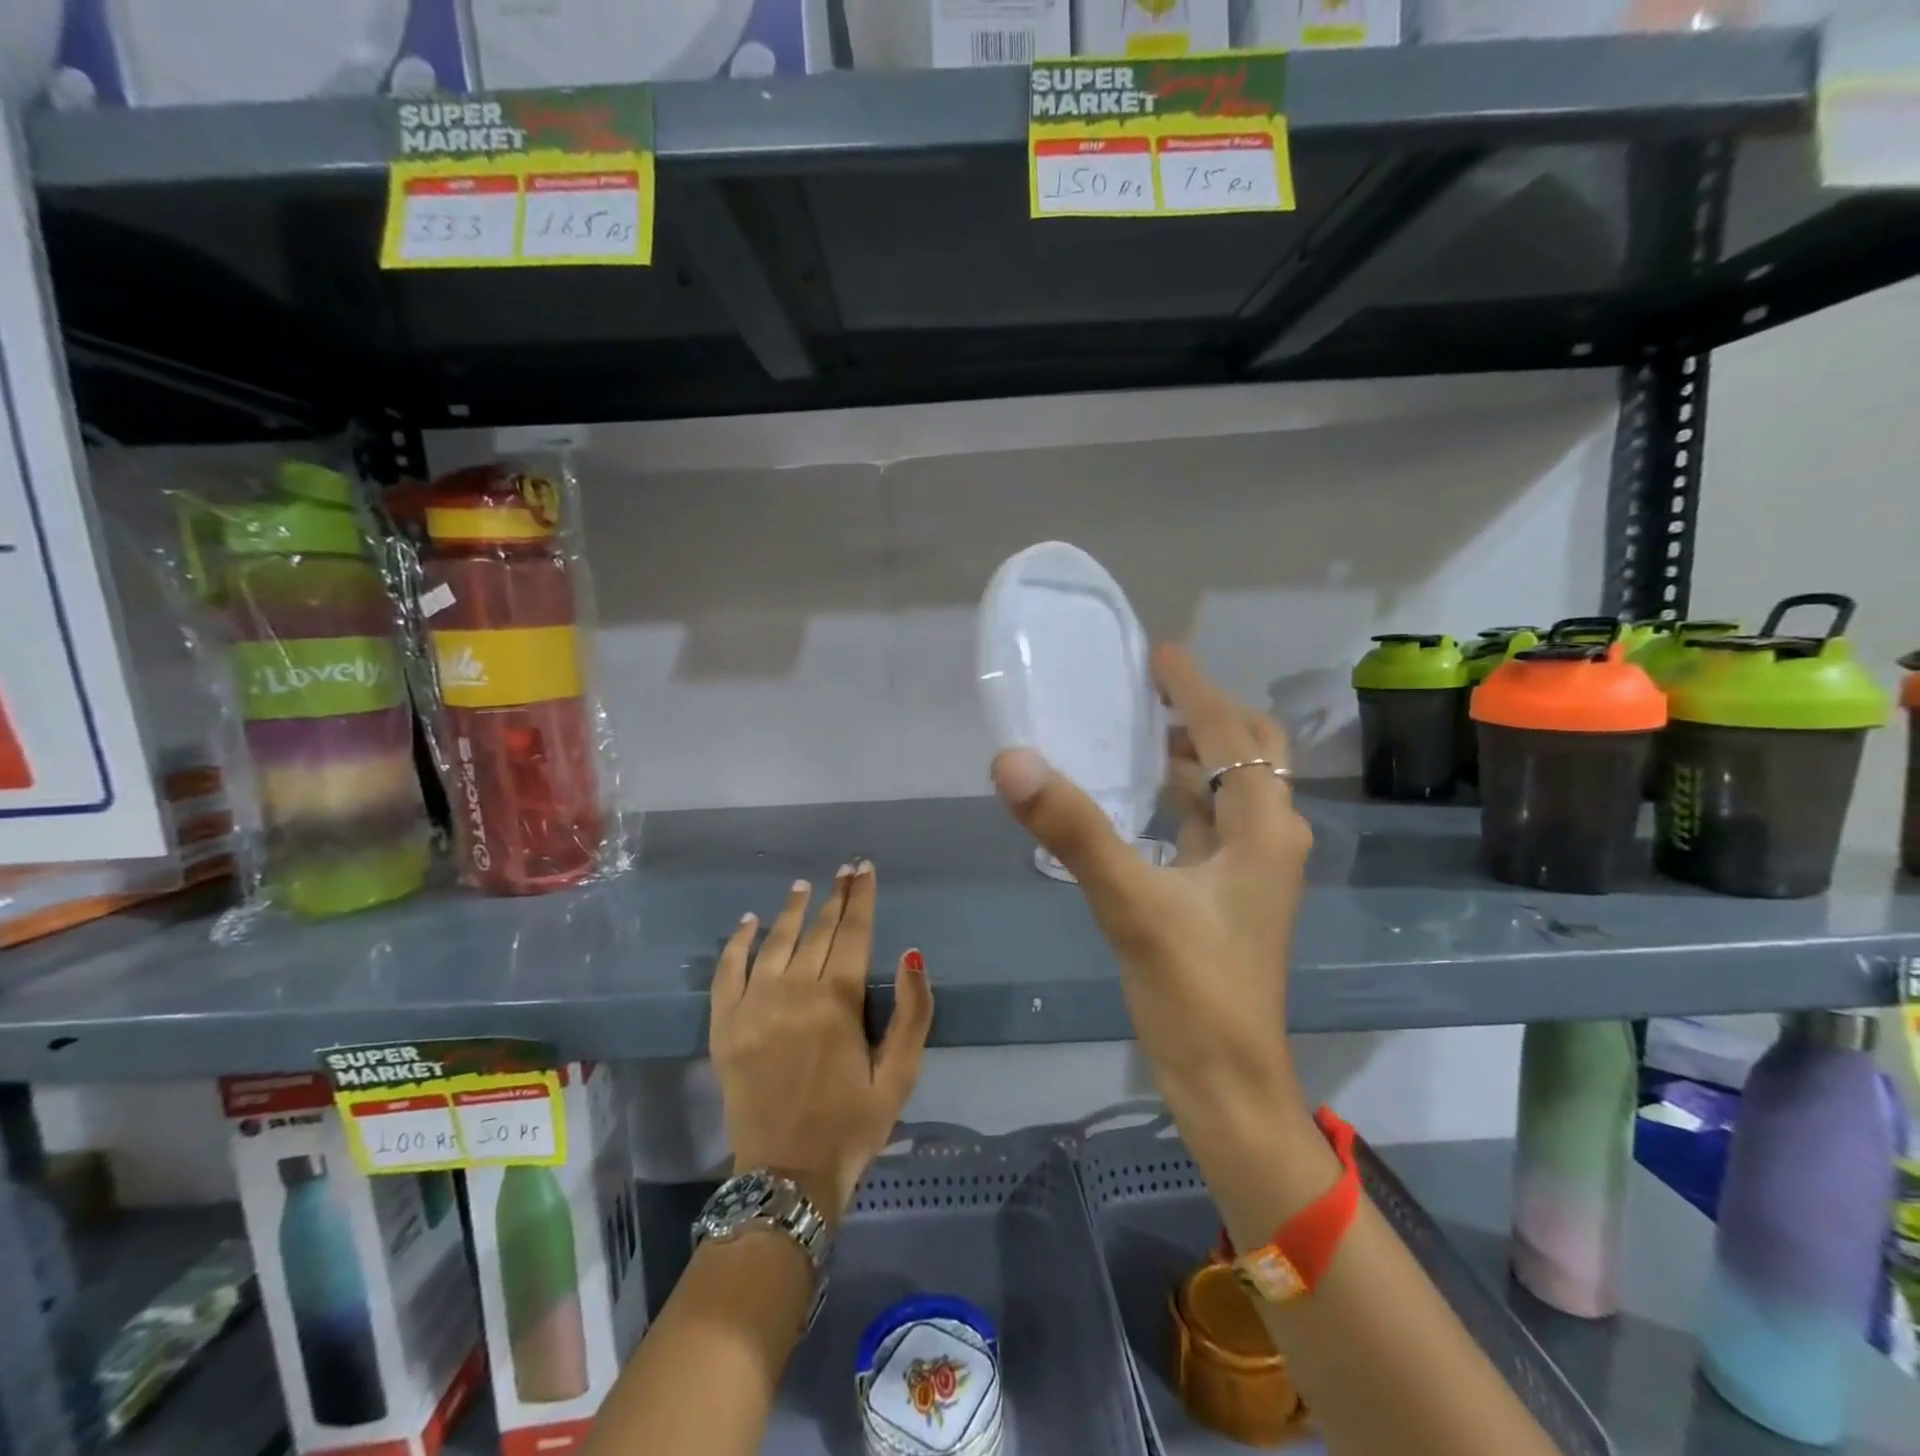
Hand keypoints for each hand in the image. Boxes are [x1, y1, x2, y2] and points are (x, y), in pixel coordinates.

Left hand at [710, 864, 933, 1222]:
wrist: (786, 1177)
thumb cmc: (852, 1125)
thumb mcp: (900, 1076)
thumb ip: (913, 1013)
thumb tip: (912, 954)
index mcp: (838, 1002)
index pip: (854, 933)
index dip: (862, 898)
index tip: (865, 869)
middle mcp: (794, 992)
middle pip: (817, 931)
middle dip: (835, 897)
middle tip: (844, 870)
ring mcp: (753, 1006)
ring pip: (774, 942)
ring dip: (791, 910)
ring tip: (803, 885)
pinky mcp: (725, 1025)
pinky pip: (728, 971)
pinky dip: (737, 943)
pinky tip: (749, 922)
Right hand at [991, 646, 1329, 1209]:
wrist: (1227, 1083)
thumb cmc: (1194, 992)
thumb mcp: (1130, 903)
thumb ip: (1074, 830)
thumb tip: (1012, 759)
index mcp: (1262, 827)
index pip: (1232, 734)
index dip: (1196, 688)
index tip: (1158, 652)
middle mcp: (1268, 837)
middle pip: (1251, 752)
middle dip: (1208, 713)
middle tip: (1154, 687)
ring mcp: (1250, 869)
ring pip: (1231, 788)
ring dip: (1196, 752)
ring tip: (1144, 726)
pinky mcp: (1226, 895)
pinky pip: (1209, 823)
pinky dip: (1183, 796)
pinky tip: (1144, 797)